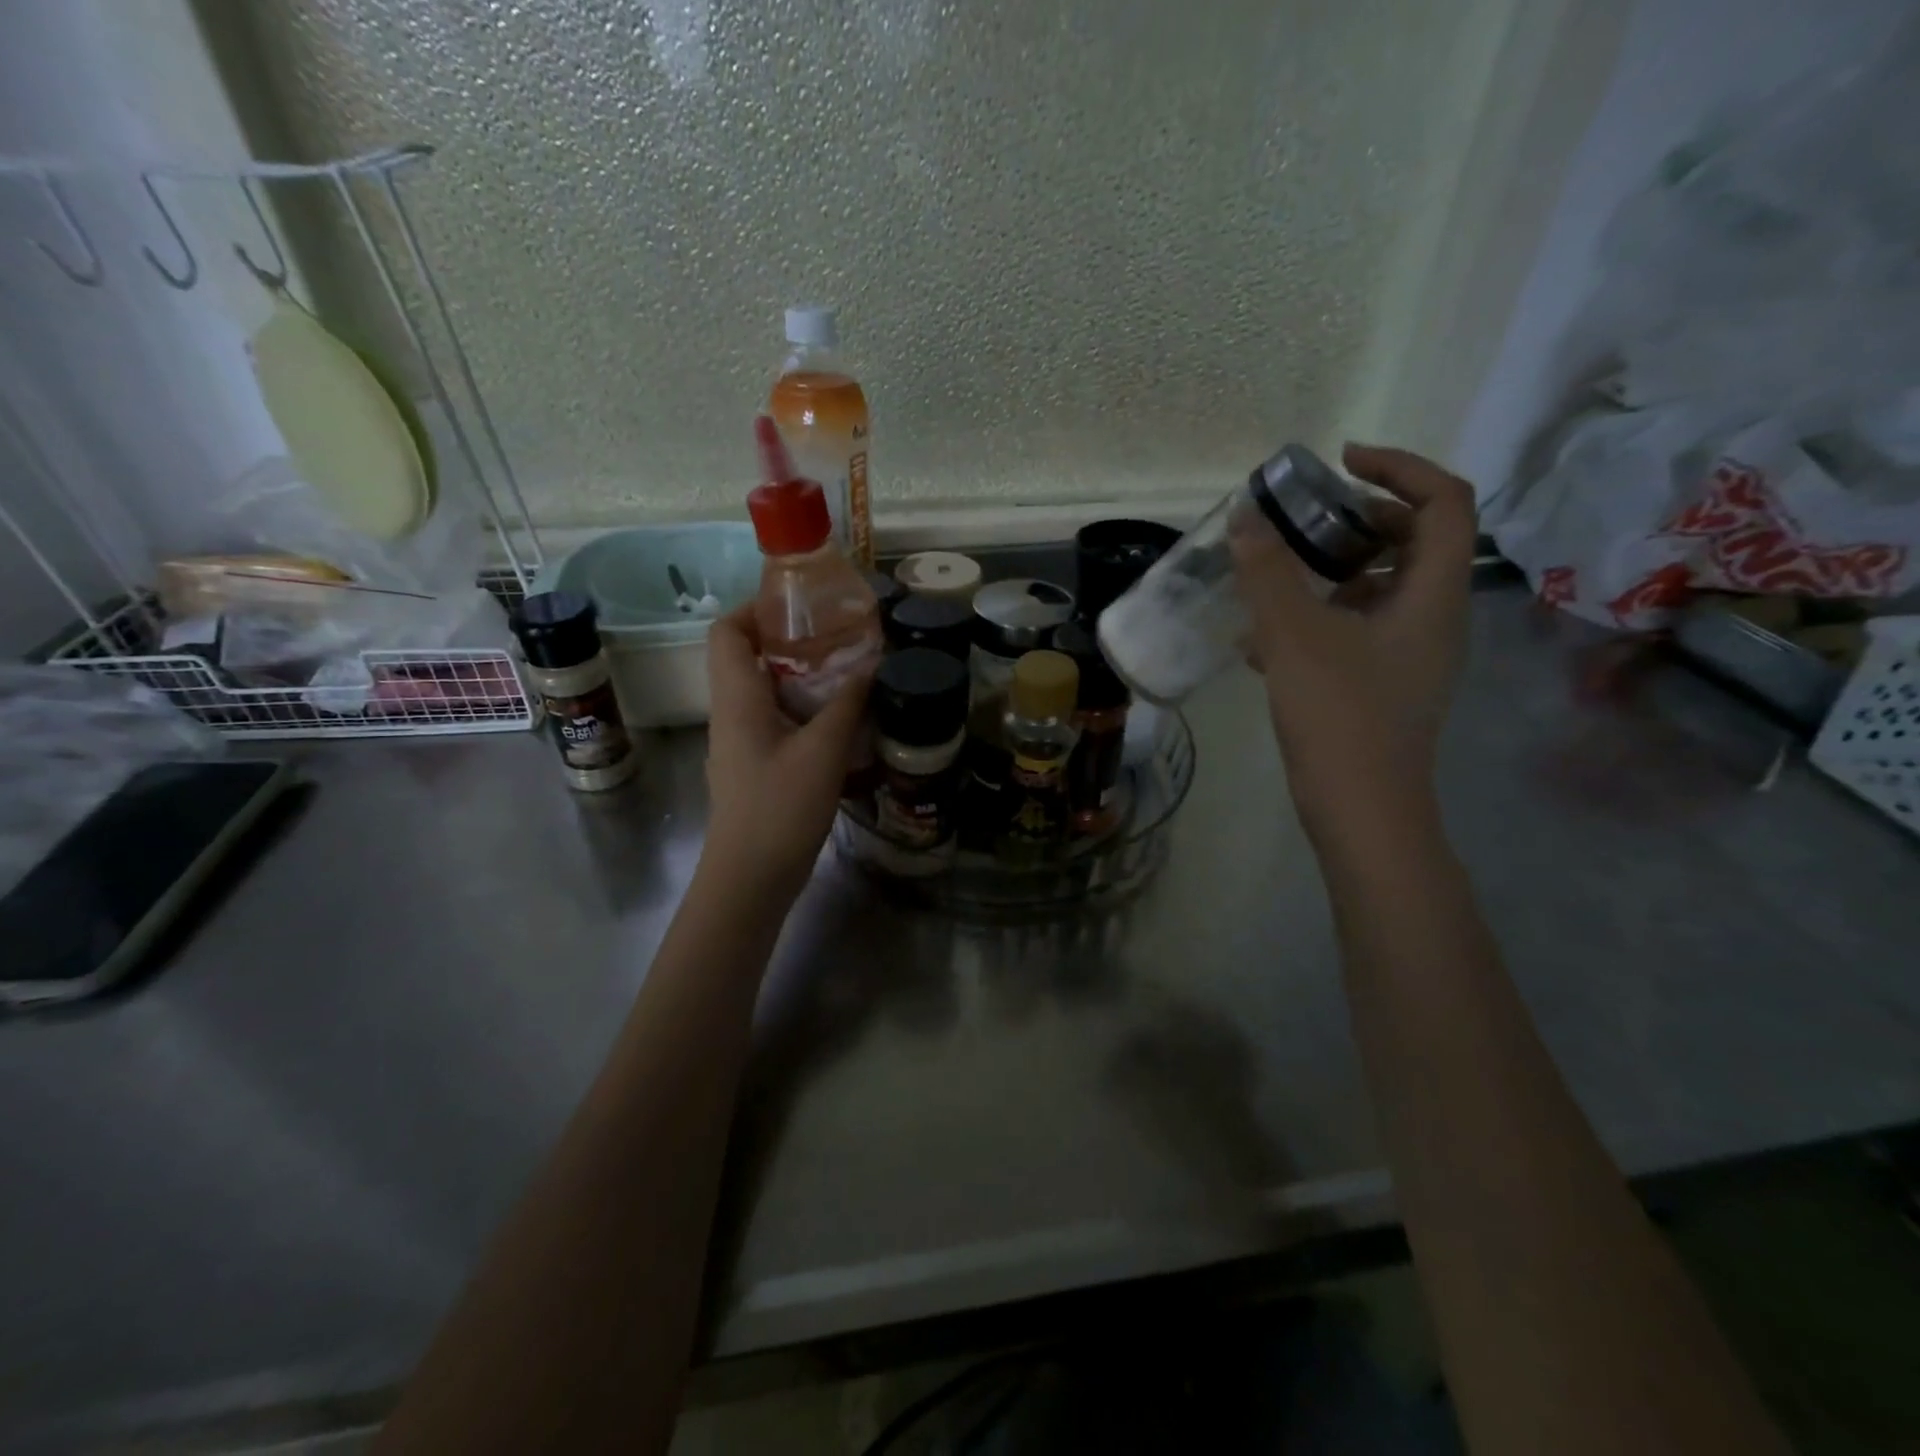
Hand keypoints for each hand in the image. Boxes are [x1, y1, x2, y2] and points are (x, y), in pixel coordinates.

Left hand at [701, 606, 871, 900]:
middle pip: (748, 658)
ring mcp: (742, 743)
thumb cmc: (780, 808)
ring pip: (766, 692)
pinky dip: (805, 711)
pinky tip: (842, 722)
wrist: (751, 879)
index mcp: (737, 698)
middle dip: (791, 642)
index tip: (801, 607)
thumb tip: (871, 664)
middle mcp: (732, 714)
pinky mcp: (757, 767)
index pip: (726, 631)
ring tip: (849, 673)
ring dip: (803, 678)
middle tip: (839, 638)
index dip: (755, 609)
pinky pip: (777, 722)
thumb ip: (847, 703)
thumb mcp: (823, 751)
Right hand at [1231, 443, 1476, 832]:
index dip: (1399, 467)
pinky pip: (1358, 629)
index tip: (1341, 463)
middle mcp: (1435, 617)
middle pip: (1415, 541)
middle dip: (1359, 519)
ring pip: (1382, 588)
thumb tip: (1245, 519)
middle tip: (1304, 518)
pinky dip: (1320, 616)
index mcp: (1434, 593)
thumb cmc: (1339, 715)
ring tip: (1275, 576)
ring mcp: (1412, 654)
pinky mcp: (1385, 684)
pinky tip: (1265, 639)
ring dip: (1332, 570)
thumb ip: (1267, 574)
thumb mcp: (1294, 636)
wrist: (1361, 810)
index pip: (1445, 501)